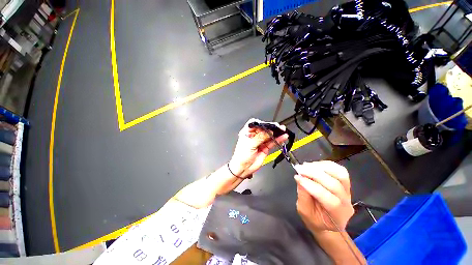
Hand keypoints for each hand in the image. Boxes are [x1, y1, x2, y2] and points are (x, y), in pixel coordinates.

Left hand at [229, 118, 288, 178]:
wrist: (243, 168)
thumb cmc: (241, 156)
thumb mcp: (250, 144)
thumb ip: (260, 137)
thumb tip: (269, 132)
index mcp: (247, 133)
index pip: (255, 124)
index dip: (262, 124)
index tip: (268, 124)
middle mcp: (254, 136)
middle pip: (264, 129)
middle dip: (271, 128)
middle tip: (277, 127)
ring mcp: (260, 142)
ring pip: (269, 136)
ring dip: (276, 133)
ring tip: (282, 131)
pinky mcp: (265, 148)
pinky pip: (272, 142)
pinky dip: (278, 140)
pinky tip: (282, 137)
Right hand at [294, 161, 353, 232]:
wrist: (327, 222)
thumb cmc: (315, 220)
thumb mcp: (304, 212)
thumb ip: (303, 196)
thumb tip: (299, 178)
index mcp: (338, 216)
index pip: (329, 200)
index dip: (312, 187)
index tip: (297, 177)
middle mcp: (347, 203)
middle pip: (335, 185)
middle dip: (315, 174)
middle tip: (299, 168)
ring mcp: (348, 191)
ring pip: (340, 174)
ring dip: (321, 167)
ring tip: (306, 165)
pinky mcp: (344, 183)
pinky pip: (339, 170)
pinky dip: (326, 164)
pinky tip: (314, 165)